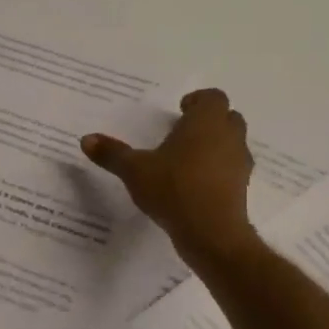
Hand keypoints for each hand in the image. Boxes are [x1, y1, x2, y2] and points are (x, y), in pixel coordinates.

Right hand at [82, 88, 258, 264]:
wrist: (211, 232)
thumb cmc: (173, 189)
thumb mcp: (134, 170)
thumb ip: (112, 153)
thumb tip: (86, 139)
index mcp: (206, 122)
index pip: (212, 97)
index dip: (197, 100)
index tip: (181, 110)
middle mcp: (229, 136)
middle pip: (227, 117)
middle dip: (208, 121)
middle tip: (183, 132)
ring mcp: (240, 162)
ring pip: (232, 143)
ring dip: (215, 145)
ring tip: (187, 159)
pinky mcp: (242, 187)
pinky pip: (232, 169)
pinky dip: (218, 170)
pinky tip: (195, 184)